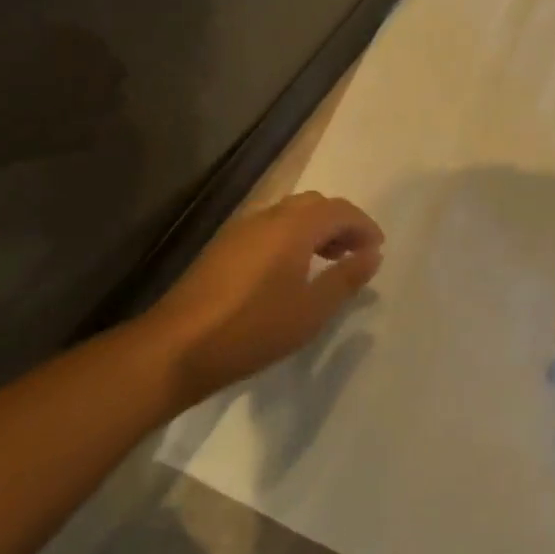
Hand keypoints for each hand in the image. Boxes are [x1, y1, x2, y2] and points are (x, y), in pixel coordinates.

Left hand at [148, 191, 384, 403]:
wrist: (176, 347)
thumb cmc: (253, 328)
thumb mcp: (311, 310)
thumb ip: (346, 278)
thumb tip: (372, 254)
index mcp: (294, 226)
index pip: (340, 210)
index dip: (364, 225)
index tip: (378, 249)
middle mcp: (268, 217)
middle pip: (315, 205)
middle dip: (341, 223)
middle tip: (357, 253)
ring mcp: (241, 230)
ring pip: (290, 215)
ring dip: (316, 230)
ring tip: (330, 262)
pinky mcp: (224, 247)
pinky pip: (270, 228)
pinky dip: (292, 238)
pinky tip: (291, 271)